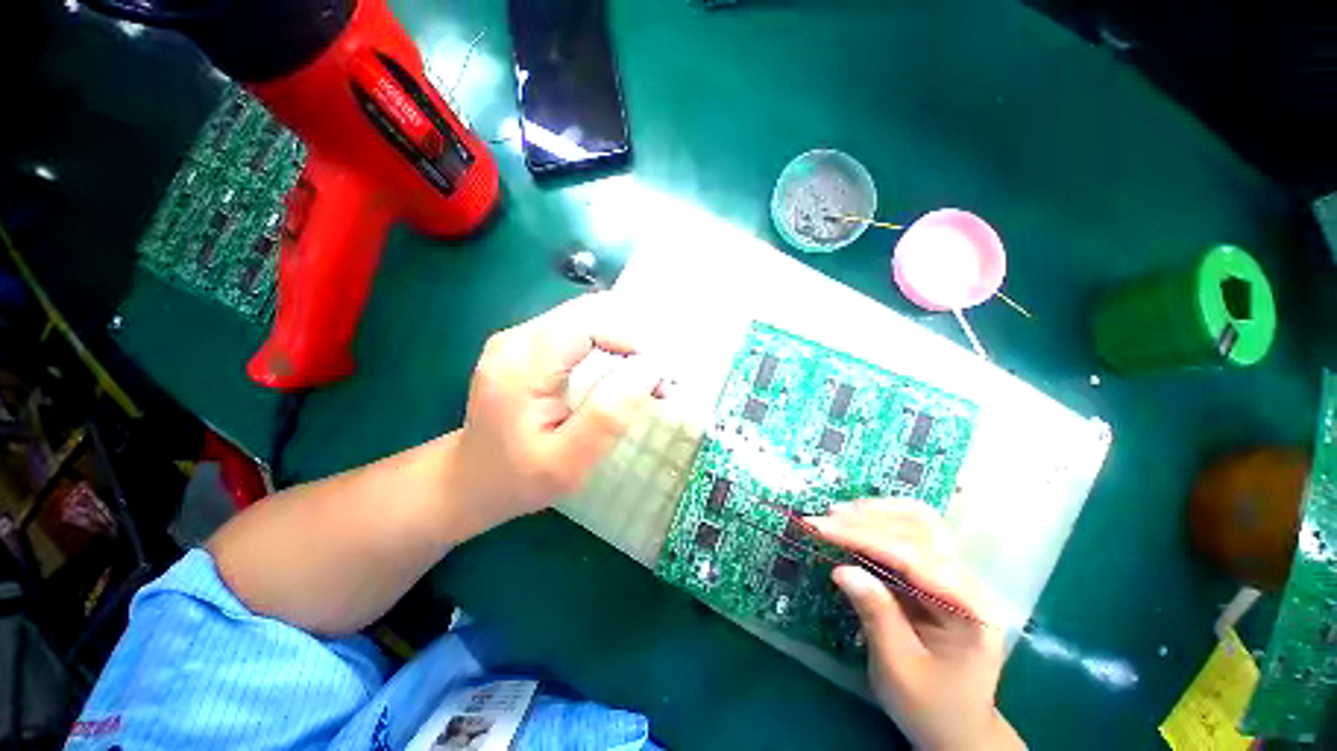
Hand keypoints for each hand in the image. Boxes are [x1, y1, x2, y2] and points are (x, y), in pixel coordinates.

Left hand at [453, 293, 663, 527]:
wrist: (471, 479)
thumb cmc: (519, 478)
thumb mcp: (568, 461)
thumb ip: (608, 415)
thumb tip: (649, 368)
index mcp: (521, 365)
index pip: (588, 324)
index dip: (632, 339)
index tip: (661, 373)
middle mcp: (517, 338)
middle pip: (590, 312)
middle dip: (635, 336)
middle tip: (662, 374)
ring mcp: (520, 336)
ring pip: (588, 316)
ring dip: (626, 338)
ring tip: (649, 374)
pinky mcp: (529, 343)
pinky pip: (579, 327)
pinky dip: (611, 342)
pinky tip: (625, 367)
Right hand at [806, 499, 1023, 750]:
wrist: (959, 728)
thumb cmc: (930, 706)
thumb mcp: (898, 668)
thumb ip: (876, 614)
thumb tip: (841, 570)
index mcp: (968, 609)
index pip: (911, 556)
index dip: (862, 536)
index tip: (821, 527)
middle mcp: (969, 581)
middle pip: (919, 527)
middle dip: (866, 519)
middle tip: (823, 519)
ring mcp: (957, 574)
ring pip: (919, 521)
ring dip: (876, 513)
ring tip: (837, 513)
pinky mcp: (940, 573)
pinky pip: (913, 533)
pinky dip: (882, 521)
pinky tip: (857, 522)